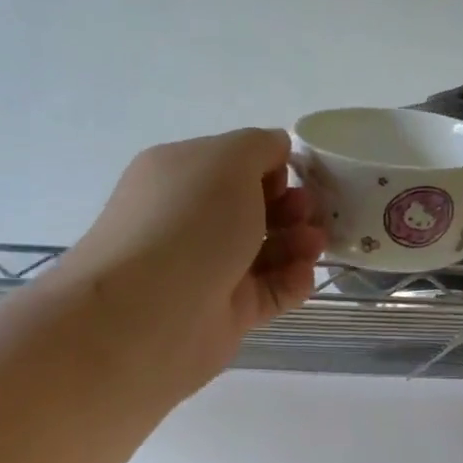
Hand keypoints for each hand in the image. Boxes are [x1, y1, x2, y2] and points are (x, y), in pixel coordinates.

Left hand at [68, 129, 325, 390]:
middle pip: (253, 209)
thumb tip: (276, 151)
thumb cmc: (188, 224)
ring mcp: (208, 269)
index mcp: (180, 176)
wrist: (147, 315)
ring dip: (297, 243)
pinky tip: (304, 276)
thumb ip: (259, 146)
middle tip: (310, 213)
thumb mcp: (227, 160)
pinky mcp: (226, 313)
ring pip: (265, 251)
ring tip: (314, 244)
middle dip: (290, 206)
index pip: (233, 164)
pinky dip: (291, 282)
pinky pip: (268, 292)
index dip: (271, 166)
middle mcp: (190, 220)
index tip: (298, 176)